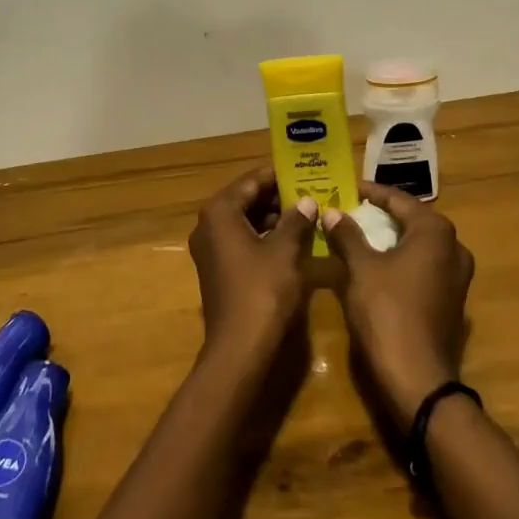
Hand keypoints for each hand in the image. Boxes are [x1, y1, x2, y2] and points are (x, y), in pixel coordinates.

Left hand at [187, 166, 317, 365]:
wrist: (239, 346)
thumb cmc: (262, 290)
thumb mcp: (285, 251)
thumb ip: (296, 220)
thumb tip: (307, 201)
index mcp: (220, 212)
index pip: (250, 181)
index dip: (278, 176)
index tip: (303, 172)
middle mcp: (208, 226)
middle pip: (245, 200)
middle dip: (277, 197)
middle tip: (310, 192)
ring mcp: (210, 249)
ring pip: (244, 222)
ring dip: (272, 218)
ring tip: (306, 214)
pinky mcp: (217, 269)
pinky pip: (241, 241)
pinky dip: (264, 237)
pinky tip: (291, 240)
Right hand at [322, 184, 475, 430]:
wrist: (417, 377)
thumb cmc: (387, 312)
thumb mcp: (360, 269)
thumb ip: (347, 235)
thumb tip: (332, 211)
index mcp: (435, 232)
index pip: (400, 200)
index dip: (373, 193)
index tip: (350, 188)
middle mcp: (454, 247)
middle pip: (415, 220)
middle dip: (385, 214)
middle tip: (354, 209)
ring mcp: (458, 276)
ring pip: (421, 245)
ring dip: (394, 238)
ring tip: (364, 234)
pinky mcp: (453, 300)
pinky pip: (426, 267)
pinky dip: (403, 260)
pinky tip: (381, 265)